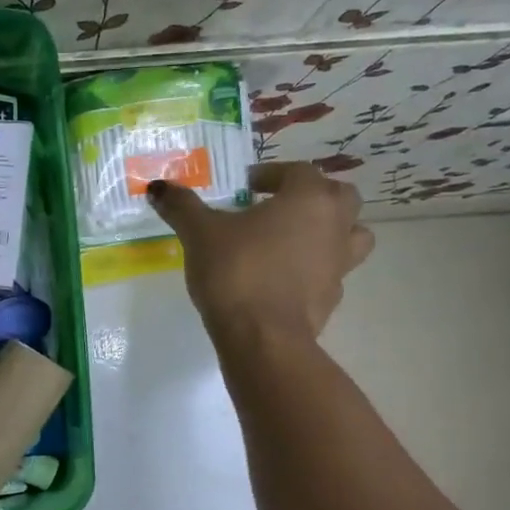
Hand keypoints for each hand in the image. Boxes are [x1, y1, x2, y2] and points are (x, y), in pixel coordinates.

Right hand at [149, 161, 373, 343]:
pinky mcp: (332, 298)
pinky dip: (315, 270)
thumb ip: (182, 207)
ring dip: (331, 231)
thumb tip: (157, 187)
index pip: (297, 172)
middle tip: (279, 207)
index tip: (246, 188)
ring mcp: (340, 263)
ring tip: (296, 240)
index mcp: (308, 198)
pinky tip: (286, 280)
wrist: (263, 338)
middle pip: (340, 197)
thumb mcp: (200, 234)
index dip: (271, 175)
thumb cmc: (236, 272)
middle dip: (312, 196)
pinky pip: (332, 272)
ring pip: (352, 235)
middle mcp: (334, 224)